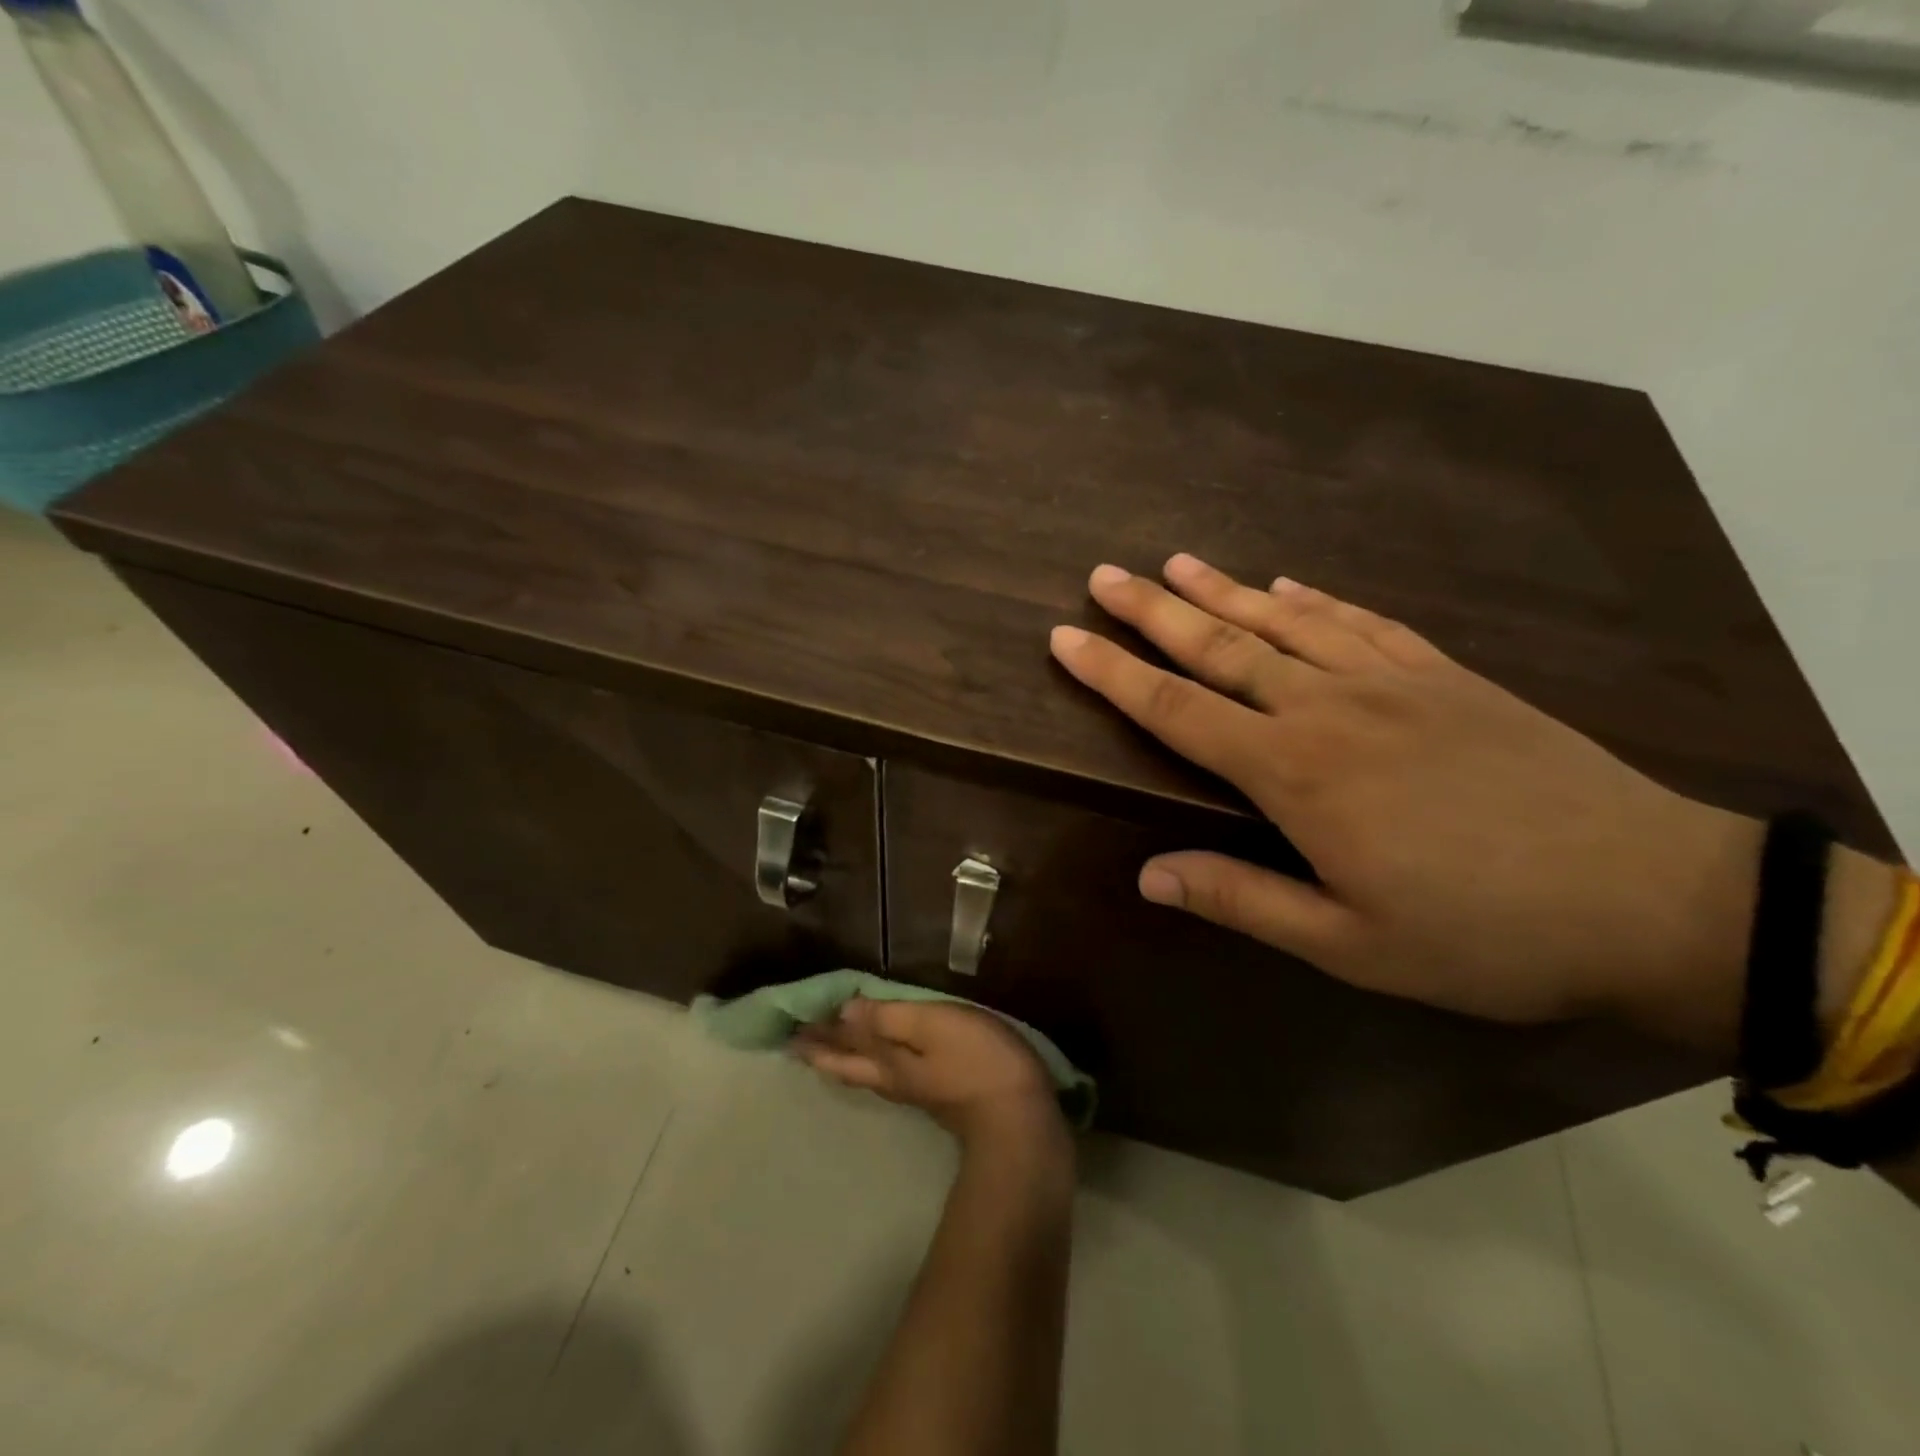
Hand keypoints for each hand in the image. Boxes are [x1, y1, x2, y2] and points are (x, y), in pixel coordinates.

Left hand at [795, 999, 1067, 1150]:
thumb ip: (889, 1018)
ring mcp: (918, 1092)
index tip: (790, 1025)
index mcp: (888, 1062)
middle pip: (850, 1064)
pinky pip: (893, 1073)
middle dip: (823, 1050)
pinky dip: (876, 1061)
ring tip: (829, 1048)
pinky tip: (886, 1060)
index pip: (842, 1044)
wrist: (1021, 1125)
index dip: (817, 1034)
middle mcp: (894, 1080)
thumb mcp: (932, 1027)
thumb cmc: (977, 1064)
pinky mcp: (942, 1096)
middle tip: (797, 1040)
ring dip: (845, 1057)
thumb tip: (845, 1010)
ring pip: (868, 1072)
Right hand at [1049, 554, 1764, 1039]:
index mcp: (1295, 774)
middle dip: (1153, 610)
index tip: (1065, 637)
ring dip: (1224, 590)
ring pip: (1284, 622)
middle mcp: (1329, 709)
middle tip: (1103, 575)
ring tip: (1175, 561)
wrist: (1650, 896)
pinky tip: (1287, 584)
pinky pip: (1362, 622)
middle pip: (1220, 647)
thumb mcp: (1351, 944)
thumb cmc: (1484, 934)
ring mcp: (1391, 682)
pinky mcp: (1445, 676)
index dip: (1113, 673)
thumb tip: (1148, 877)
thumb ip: (1243, 901)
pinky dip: (1316, 599)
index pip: (1176, 711)